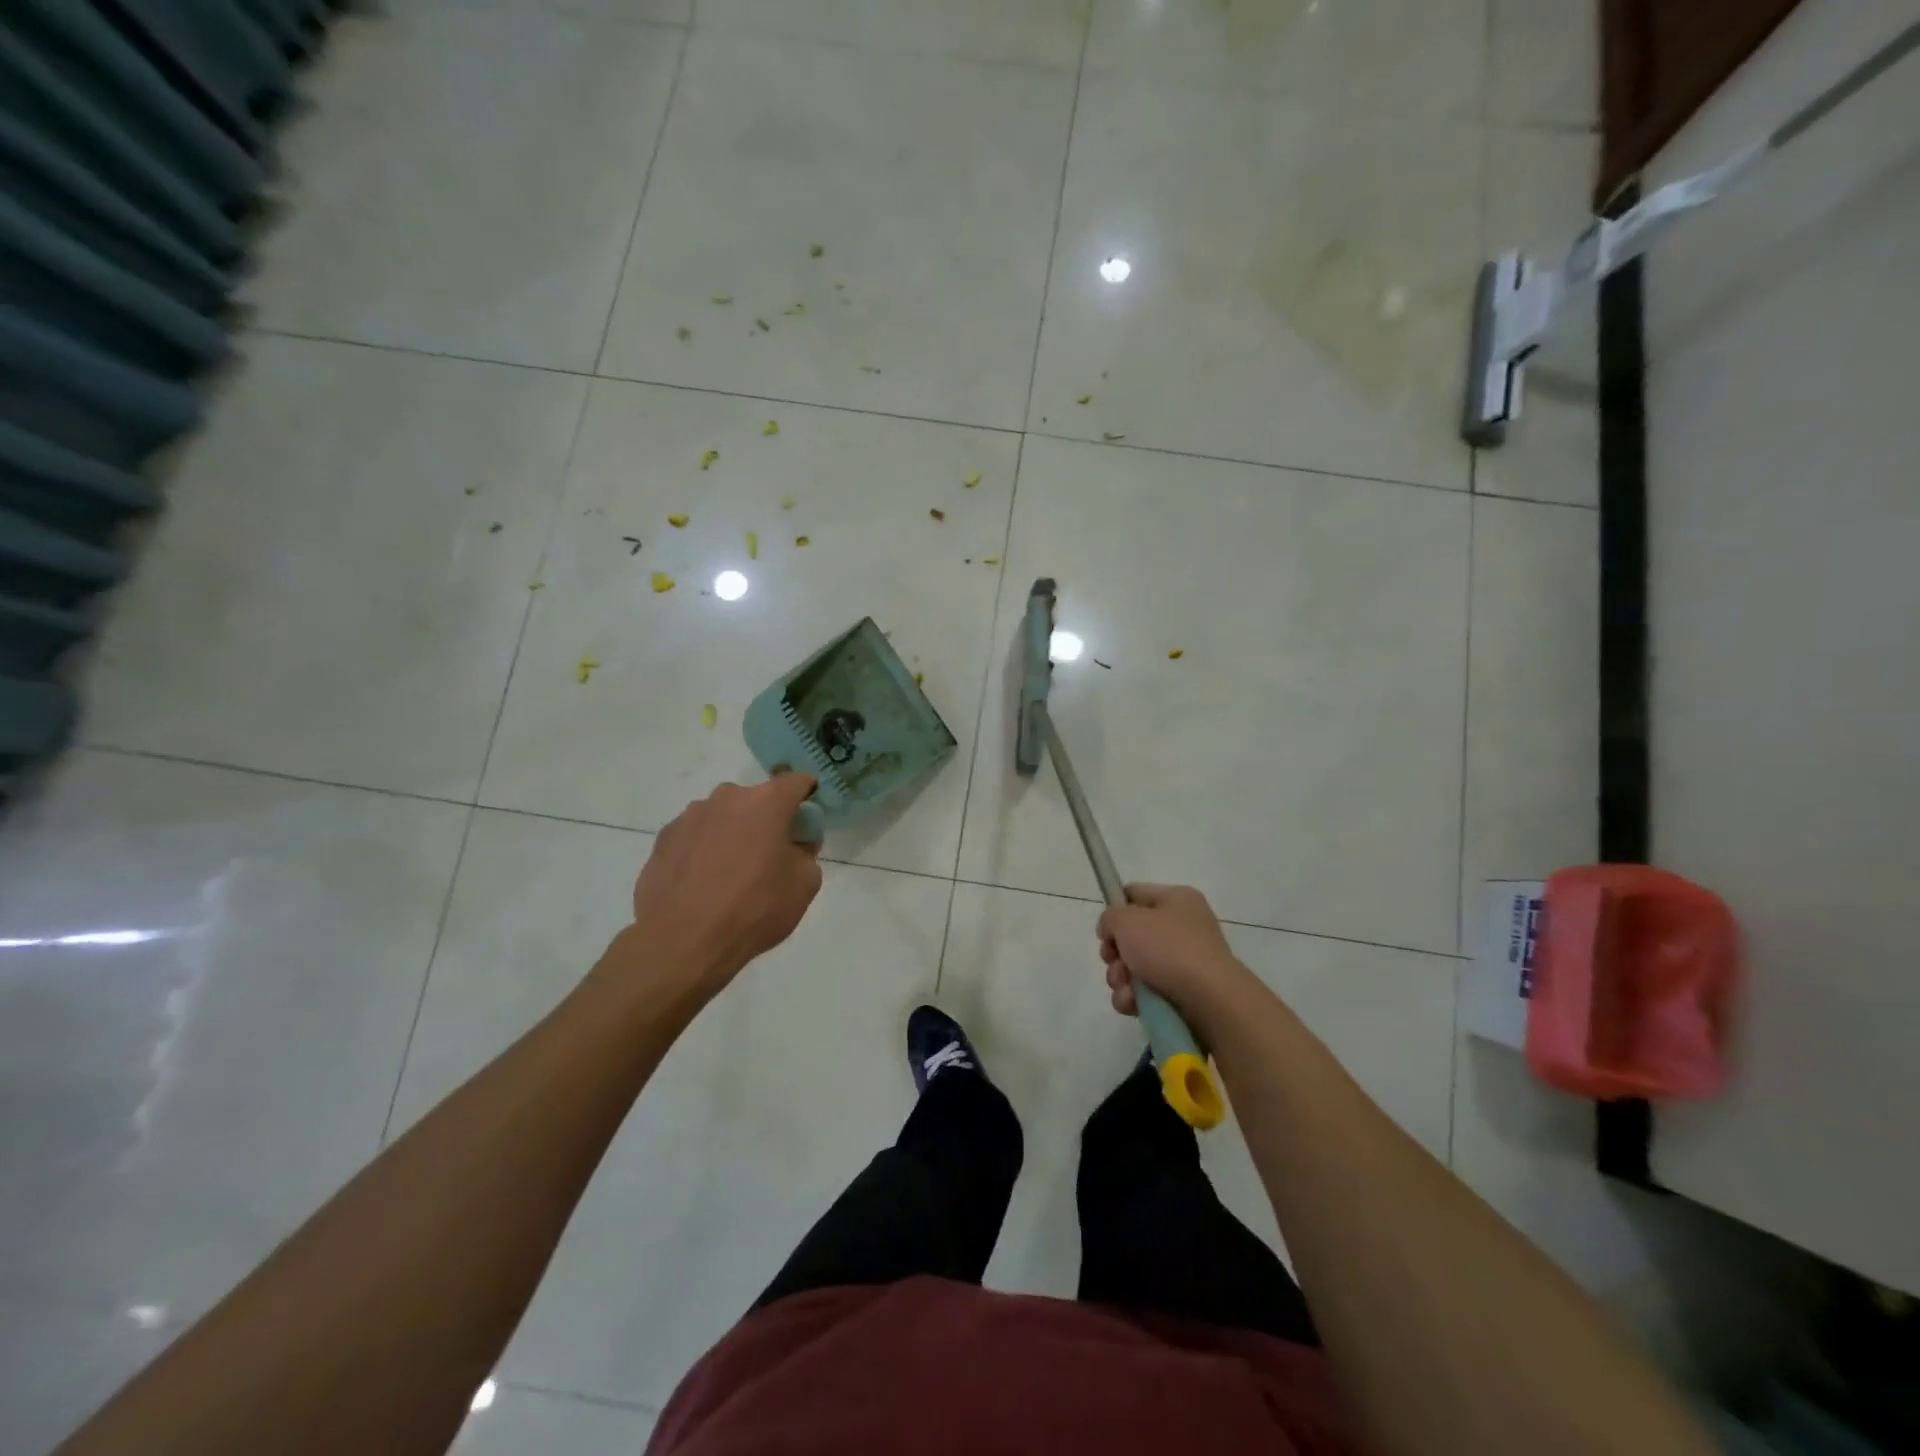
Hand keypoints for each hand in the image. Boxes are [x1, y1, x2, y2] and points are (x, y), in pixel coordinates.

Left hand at [626, 775, 822, 999]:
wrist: (683, 941)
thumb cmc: (755, 908)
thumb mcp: (805, 884)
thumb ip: (806, 853)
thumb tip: (794, 845)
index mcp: (767, 802)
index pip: (796, 782)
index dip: (806, 795)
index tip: (806, 818)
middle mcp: (727, 797)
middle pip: (756, 800)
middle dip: (766, 820)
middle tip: (769, 855)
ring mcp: (691, 816)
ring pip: (723, 817)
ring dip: (732, 833)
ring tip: (729, 874)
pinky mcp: (664, 838)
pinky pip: (695, 836)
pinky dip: (703, 850)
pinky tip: (702, 883)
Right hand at [1098, 884, 1252, 1020]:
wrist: (1211, 1001)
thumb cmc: (1168, 949)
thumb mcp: (1127, 920)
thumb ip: (1110, 917)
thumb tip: (1112, 931)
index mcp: (1177, 900)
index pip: (1134, 894)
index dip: (1115, 909)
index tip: (1105, 930)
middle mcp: (1183, 927)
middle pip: (1132, 935)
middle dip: (1115, 953)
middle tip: (1113, 961)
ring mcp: (1184, 962)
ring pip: (1135, 967)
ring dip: (1120, 979)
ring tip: (1125, 988)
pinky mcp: (1183, 993)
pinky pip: (1146, 992)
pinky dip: (1134, 998)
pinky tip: (1134, 1004)